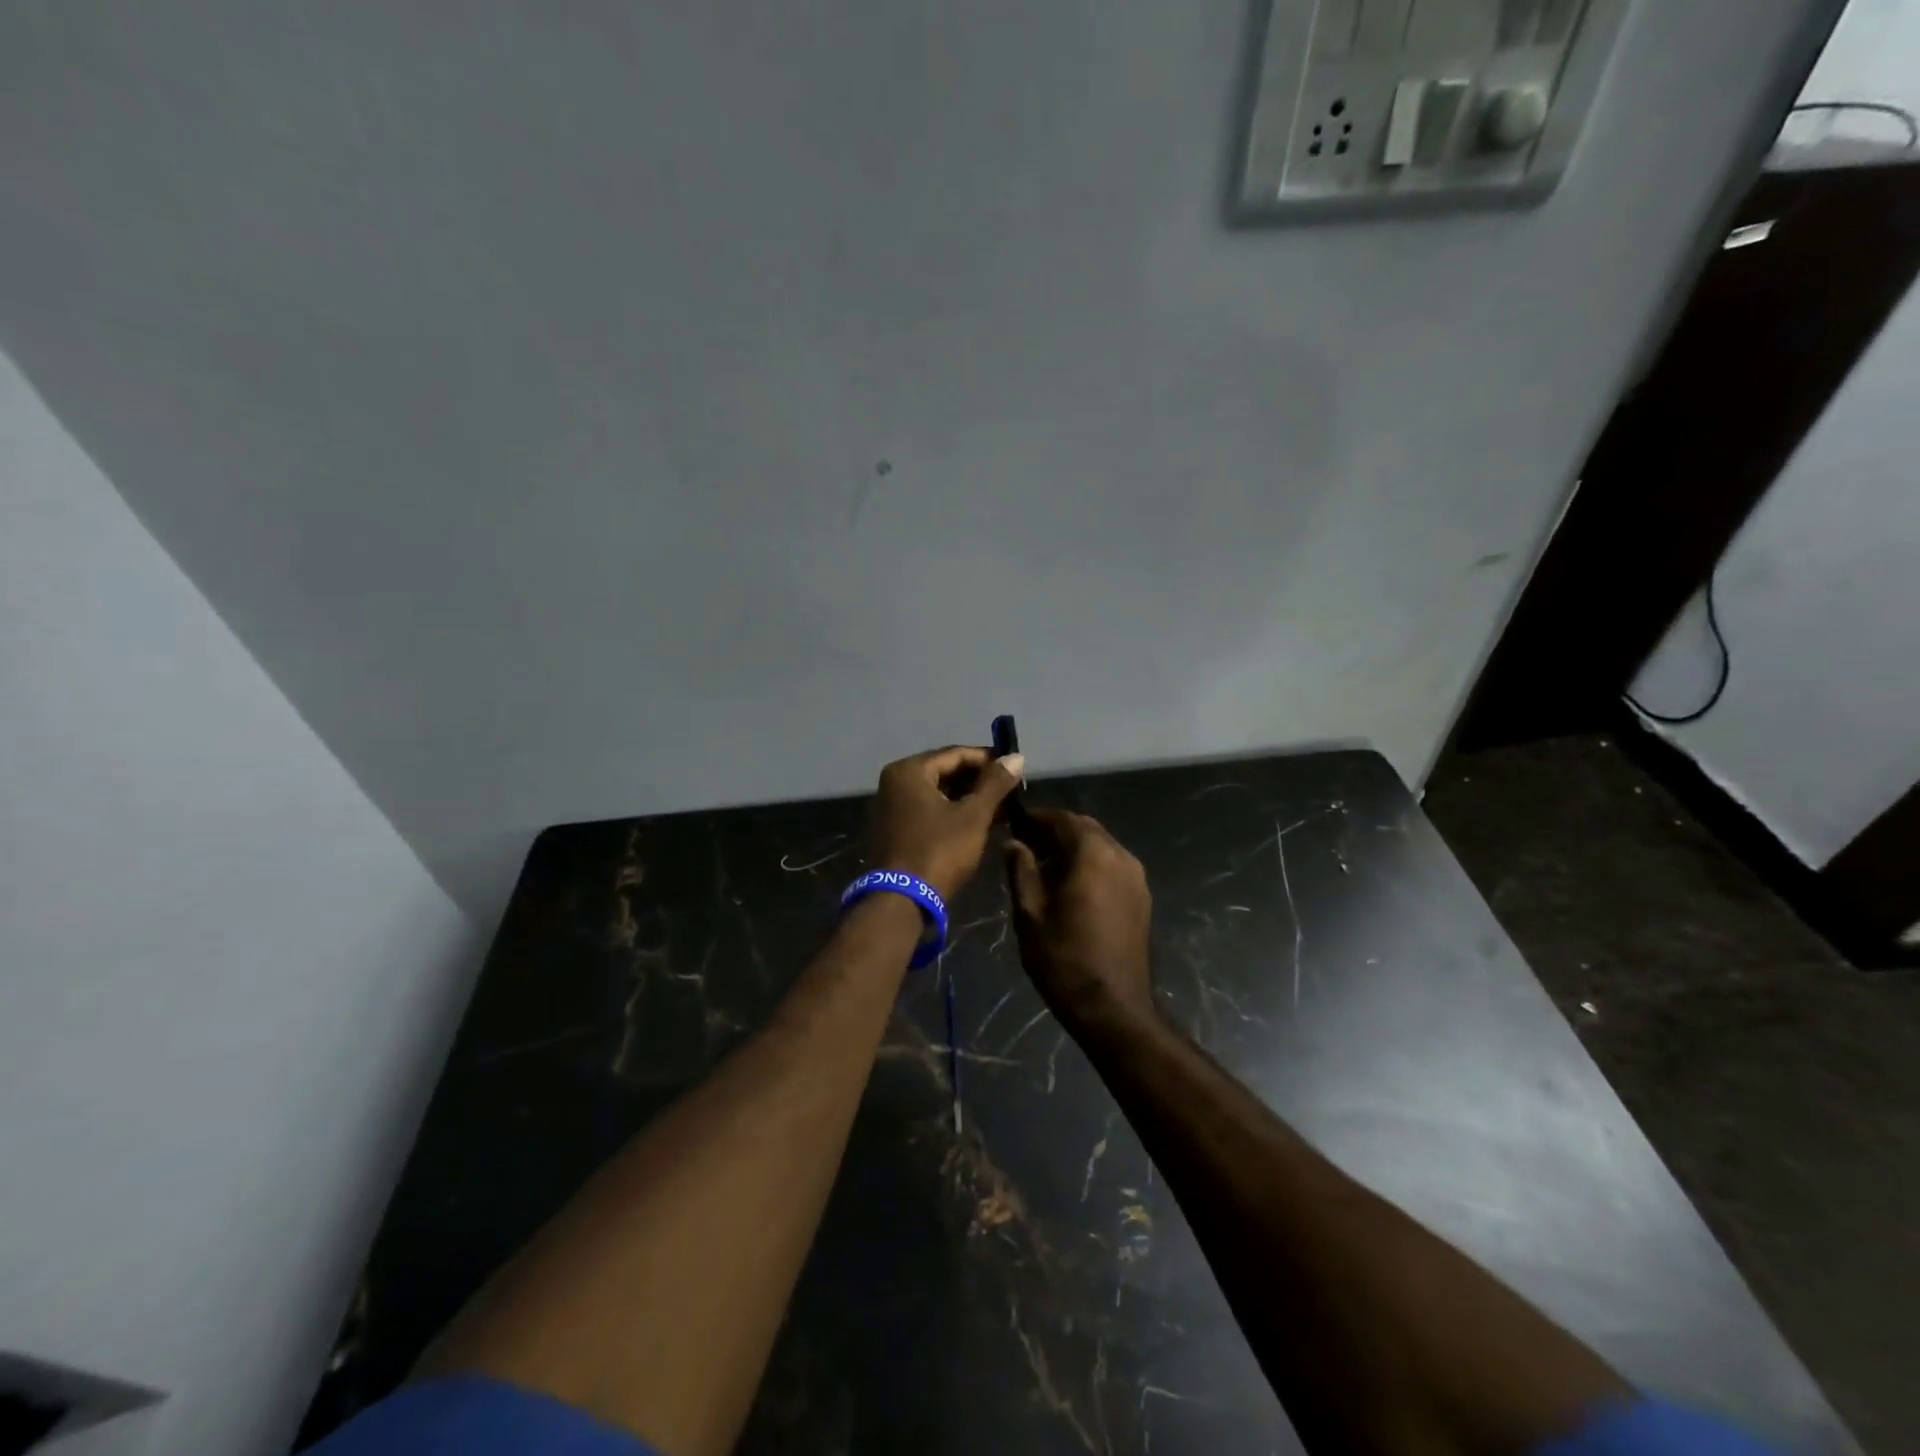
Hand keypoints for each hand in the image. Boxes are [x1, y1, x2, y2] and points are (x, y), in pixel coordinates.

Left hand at [869, 746, 1026, 902]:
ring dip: (970, 798)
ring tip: (1003, 807)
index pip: (956, 754)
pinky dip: (954, 812)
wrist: (901, 901)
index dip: (989, 759)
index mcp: (909, 771)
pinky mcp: (897, 829)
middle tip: (1012, 790)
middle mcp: (896, 782)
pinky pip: (930, 810)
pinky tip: (982, 822)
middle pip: (946, 771)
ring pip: (940, 793)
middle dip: (980, 781)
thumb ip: (995, 784)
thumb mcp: (973, 816)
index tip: (1016, 768)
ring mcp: (893, 807)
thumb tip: (1017, 756)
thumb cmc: (939, 852)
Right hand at [1006, 809, 1154, 1027]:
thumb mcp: (1030, 913)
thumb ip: (1021, 870)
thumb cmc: (1063, 958)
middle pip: (1085, 828)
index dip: (1036, 818)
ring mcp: (1136, 876)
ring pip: (1101, 845)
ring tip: (1045, 865)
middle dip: (1056, 830)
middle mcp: (1120, 855)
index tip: (1014, 823)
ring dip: (1074, 846)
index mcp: (1092, 853)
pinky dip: (1091, 863)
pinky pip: (1113, 864)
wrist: (1113, 1007)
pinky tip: (1071, 884)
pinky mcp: (1142, 896)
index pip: (1062, 819)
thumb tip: (1014, 843)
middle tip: (1027, 844)